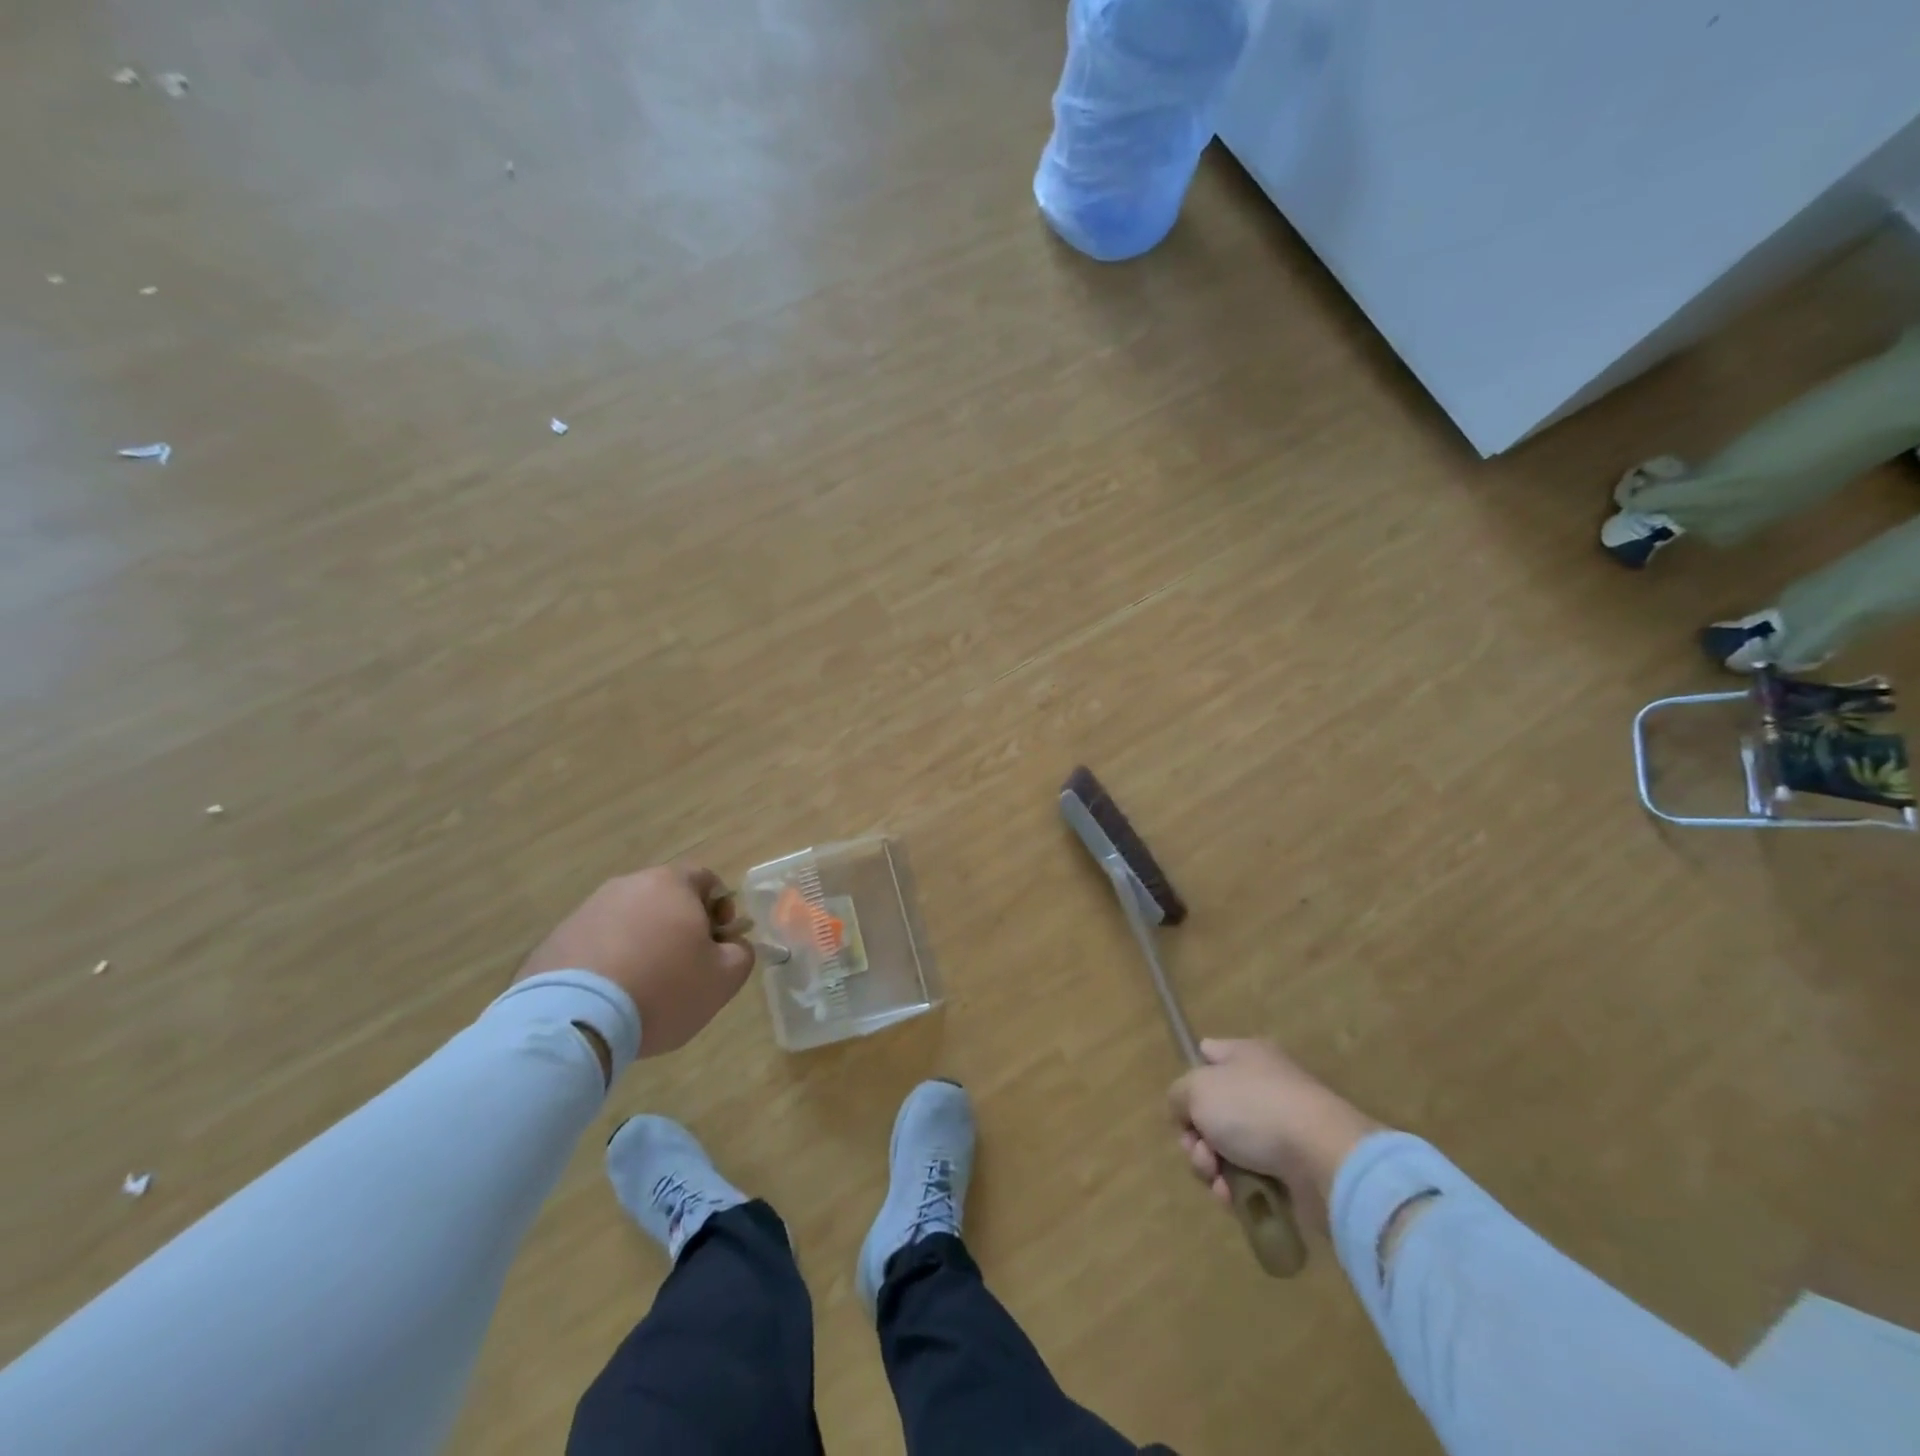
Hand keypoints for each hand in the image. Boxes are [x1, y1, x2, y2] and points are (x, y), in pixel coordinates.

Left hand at [516, 865, 754, 1057]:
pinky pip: (595, 944)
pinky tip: (609, 998)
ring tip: (643, 988)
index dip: (720, 908)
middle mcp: (628, 885)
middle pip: (665, 898)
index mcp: (671, 884)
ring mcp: (587, 910)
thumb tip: (733, 946)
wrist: (574, 1020)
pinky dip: (608, 962)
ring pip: (629, 921)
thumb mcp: (723, 978)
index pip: (706, 879)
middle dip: (679, 927)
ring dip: (642, 944)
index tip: (718, 942)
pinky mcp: (555, 940)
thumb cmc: (663, 988)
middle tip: (685, 967)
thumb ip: (741, 954)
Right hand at [1167, 1039, 1382, 1232]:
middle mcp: (1265, 1087)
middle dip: (1196, 1137)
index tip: (1184, 1106)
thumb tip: (1186, 1112)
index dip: (1190, 1078)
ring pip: (1229, 1149)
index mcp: (1246, 1055)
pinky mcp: (1295, 1171)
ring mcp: (1282, 1129)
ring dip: (1212, 1168)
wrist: (1324, 1160)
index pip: (1209, 1054)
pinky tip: (1233, 1199)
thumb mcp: (1197, 1089)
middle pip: (1214, 1111)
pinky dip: (1238, 1190)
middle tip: (1200, 1151)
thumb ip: (1178, 1096)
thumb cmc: (1254, 1110)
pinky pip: (1253, 1179)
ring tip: (1217, 1180)